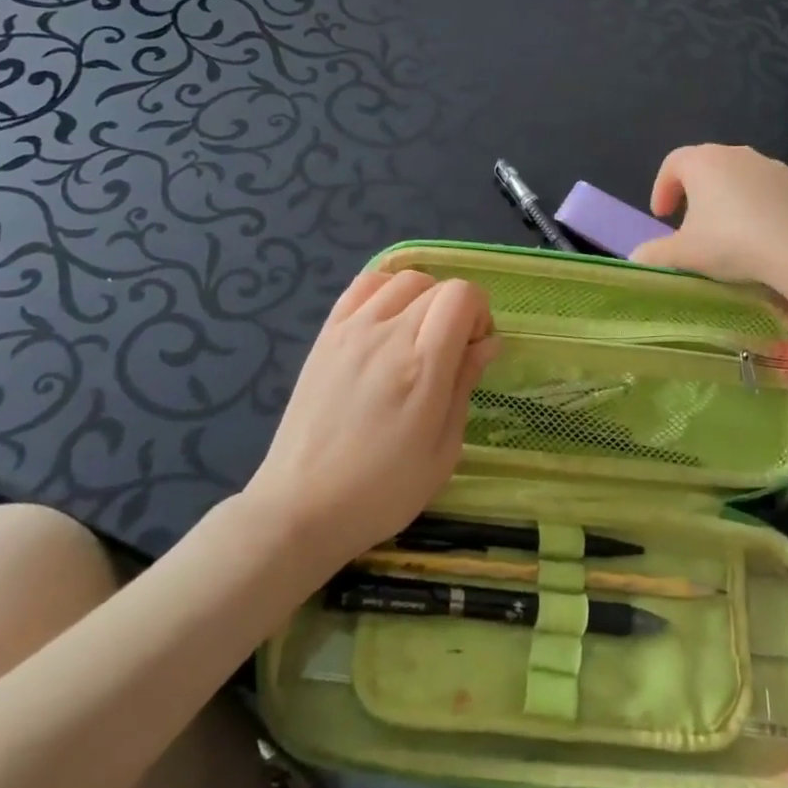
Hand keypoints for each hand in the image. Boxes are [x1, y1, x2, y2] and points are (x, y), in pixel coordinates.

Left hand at [249, 270, 498, 571]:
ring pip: (403, 279)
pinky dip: (386, 291)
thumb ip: (465, 384)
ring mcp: (352, 330)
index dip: (479, 313)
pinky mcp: (327, 335)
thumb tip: (486, 342)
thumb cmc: (383, 490)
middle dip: (457, 310)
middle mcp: (387, 334)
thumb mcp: (444, 450)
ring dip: (424, 298)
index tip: (475, 349)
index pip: (462, 295)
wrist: (300, 508)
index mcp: (423, 365)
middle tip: (452, 352)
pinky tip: (387, 322)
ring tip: (419, 336)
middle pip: (437, 285)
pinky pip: (364, 286)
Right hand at [629, 144, 787, 285]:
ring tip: (730, 230)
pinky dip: (762, 204)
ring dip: (730, 197)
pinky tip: (765, 232)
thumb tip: (636, 258)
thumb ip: (654, 254)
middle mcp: (736, 153)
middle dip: (695, 192)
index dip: (662, 188)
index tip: (662, 216)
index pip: (672, 164)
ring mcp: (771, 165)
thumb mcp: (684, 254)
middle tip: (692, 223)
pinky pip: (771, 189)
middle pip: (707, 166)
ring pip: (741, 176)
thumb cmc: (731, 243)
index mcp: (702, 162)